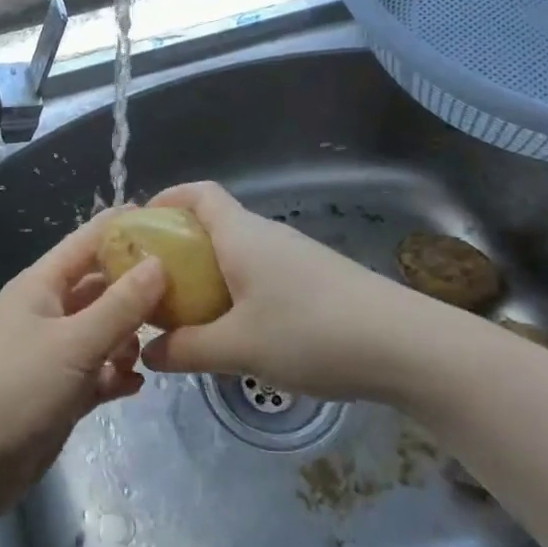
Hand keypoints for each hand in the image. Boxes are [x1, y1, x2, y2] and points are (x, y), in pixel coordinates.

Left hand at [0, 213, 165, 520]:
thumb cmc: (16, 388)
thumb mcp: (74, 342)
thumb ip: (120, 305)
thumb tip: (158, 262)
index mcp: (40, 285)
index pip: (85, 242)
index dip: (120, 228)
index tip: (165, 217)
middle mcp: (46, 311)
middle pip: (97, 287)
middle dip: (134, 288)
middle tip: (183, 290)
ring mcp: (50, 353)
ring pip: (99, 331)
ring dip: (126, 337)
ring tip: (154, 346)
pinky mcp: (56, 392)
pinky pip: (94, 372)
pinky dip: (114, 375)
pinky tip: (136, 384)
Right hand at [139, 181, 470, 403]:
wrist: (407, 347)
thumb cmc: (311, 333)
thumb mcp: (239, 347)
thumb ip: (187, 349)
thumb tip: (149, 353)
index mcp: (241, 234)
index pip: (198, 193)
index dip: (167, 199)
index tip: (140, 226)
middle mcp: (267, 235)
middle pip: (214, 225)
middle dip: (179, 249)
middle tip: (155, 286)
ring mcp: (296, 257)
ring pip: (238, 254)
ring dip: (209, 276)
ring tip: (190, 316)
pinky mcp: (317, 281)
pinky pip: (262, 274)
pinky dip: (238, 292)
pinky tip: (240, 332)